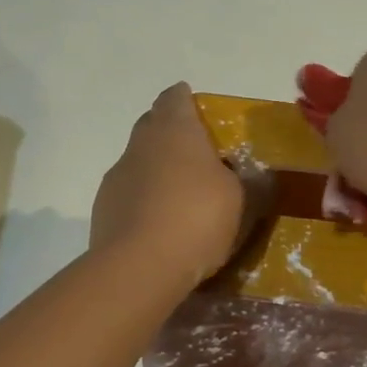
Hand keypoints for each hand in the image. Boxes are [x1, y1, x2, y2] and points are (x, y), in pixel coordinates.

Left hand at [92, 83, 246, 286]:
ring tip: (181, 196)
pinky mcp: (103, 209)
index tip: (202, 112)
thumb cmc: (197, 219)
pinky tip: (161, 224)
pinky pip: (129, 194)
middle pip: (153, 125)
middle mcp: (141, 144)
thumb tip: (263, 177)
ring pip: (139, 161)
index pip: (176, 98)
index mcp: (176, 130)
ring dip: (157, 170)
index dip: (187, 101)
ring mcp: (117, 176)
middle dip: (173, 134)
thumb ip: (255, 184)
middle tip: (199, 154)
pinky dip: (144, 200)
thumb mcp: (243, 201)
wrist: (139, 268)